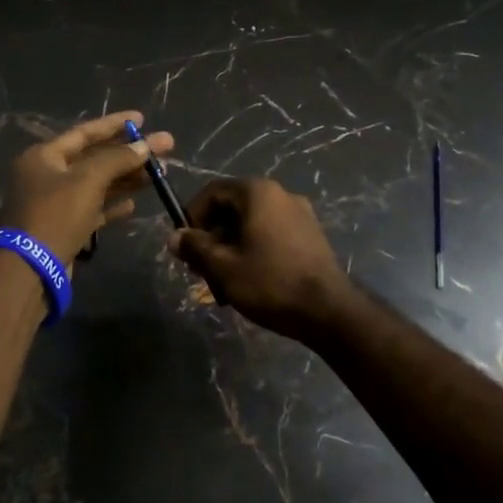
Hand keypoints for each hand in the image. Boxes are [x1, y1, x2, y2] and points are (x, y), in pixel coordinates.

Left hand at [0, 111, 173, 269]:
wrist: (31, 269)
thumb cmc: (56, 214)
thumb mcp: (88, 180)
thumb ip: (117, 159)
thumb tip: (143, 146)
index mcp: (44, 156)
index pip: (84, 132)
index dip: (114, 124)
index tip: (142, 119)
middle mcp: (47, 175)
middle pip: (95, 158)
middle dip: (129, 153)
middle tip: (164, 147)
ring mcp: (56, 203)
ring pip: (97, 184)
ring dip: (127, 178)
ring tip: (159, 174)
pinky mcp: (64, 227)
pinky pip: (93, 209)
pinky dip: (112, 204)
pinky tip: (134, 203)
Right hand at [168, 178, 357, 339]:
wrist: (328, 311)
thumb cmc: (270, 282)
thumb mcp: (223, 267)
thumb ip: (195, 247)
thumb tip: (174, 237)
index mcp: (258, 193)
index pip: (213, 191)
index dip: (192, 216)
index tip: (185, 245)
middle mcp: (280, 194)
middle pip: (233, 206)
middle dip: (212, 235)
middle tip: (201, 267)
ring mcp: (300, 214)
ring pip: (252, 222)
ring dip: (231, 245)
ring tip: (223, 279)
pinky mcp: (311, 235)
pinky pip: (271, 233)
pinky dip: (254, 248)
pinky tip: (250, 278)